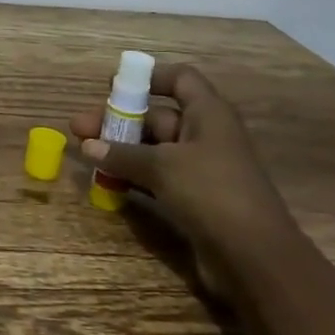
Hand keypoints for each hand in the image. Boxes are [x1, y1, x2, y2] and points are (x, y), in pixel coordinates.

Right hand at [71, 65, 300, 292]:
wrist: (254, 256)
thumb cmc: (211, 193)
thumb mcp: (161, 167)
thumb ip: (121, 154)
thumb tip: (87, 146)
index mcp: (208, 114)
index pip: (181, 79)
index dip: (149, 77)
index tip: (113, 86)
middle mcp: (205, 135)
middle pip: (157, 116)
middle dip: (118, 121)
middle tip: (79, 130)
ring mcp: (200, 168)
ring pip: (153, 149)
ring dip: (121, 150)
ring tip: (85, 154)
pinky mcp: (194, 197)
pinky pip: (157, 176)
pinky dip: (133, 175)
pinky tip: (107, 181)